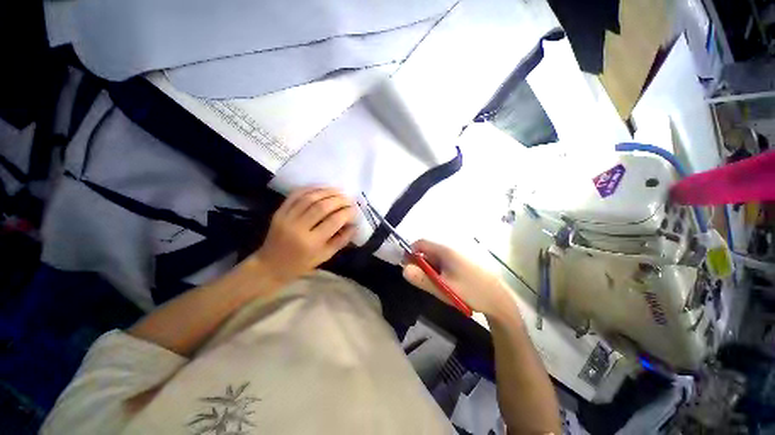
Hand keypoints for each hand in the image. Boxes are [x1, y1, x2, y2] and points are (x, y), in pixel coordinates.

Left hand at [253, 187, 356, 284]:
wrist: (271, 265)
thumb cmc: (301, 264)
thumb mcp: (325, 256)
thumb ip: (341, 240)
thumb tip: (354, 224)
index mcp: (311, 243)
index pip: (334, 221)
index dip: (347, 213)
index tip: (355, 209)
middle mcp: (298, 228)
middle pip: (322, 206)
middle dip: (339, 200)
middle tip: (349, 199)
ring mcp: (286, 218)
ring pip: (309, 197)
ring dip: (327, 191)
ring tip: (339, 191)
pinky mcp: (279, 212)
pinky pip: (296, 195)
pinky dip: (310, 189)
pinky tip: (322, 188)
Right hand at [403, 240, 517, 320]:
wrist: (498, 301)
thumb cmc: (470, 292)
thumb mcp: (442, 288)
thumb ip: (422, 279)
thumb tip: (404, 269)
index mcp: (445, 251)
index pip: (420, 243)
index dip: (411, 252)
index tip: (408, 267)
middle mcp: (450, 250)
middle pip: (428, 251)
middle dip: (420, 264)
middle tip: (421, 280)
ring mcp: (457, 256)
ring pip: (436, 259)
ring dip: (430, 269)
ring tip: (435, 285)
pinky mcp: (462, 263)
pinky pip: (444, 263)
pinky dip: (439, 271)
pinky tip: (445, 284)